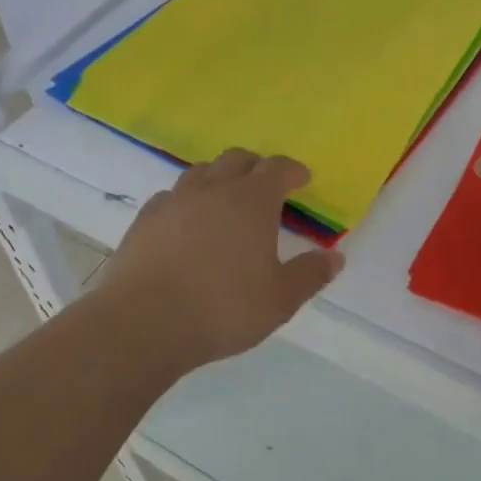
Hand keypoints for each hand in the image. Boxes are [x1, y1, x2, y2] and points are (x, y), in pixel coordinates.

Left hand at [101, 149, 344, 366]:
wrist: (145, 321)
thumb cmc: (223, 308)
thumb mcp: (280, 300)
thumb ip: (310, 275)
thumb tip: (335, 257)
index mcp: (252, 200)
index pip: (277, 168)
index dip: (292, 170)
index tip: (302, 178)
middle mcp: (214, 188)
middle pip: (237, 159)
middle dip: (256, 166)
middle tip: (265, 184)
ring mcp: (176, 199)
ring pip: (202, 172)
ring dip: (219, 177)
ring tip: (225, 198)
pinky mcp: (146, 217)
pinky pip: (172, 195)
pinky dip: (187, 200)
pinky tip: (186, 221)